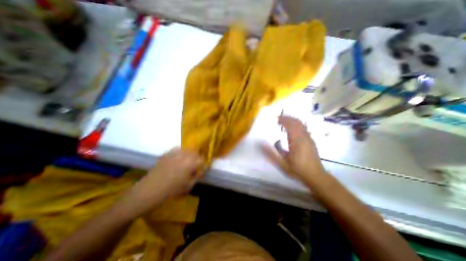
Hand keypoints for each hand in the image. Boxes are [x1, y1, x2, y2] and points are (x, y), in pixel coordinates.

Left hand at [122, 148, 203, 217]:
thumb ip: (195, 178)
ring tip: (189, 161)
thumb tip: (198, 172)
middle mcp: (184, 155)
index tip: (202, 170)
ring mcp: (174, 153)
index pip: (202, 160)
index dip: (204, 165)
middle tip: (197, 165)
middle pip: (196, 152)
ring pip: (187, 149)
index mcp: (190, 164)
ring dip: (191, 154)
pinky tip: (179, 158)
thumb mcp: (187, 187)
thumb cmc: (169, 191)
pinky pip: (177, 149)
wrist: (147, 191)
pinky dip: (181, 152)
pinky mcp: (167, 154)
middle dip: (198, 158)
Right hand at [264, 115, 324, 185]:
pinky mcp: (311, 141)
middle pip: (297, 122)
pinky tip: (292, 129)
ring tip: (284, 122)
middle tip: (279, 118)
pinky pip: (304, 128)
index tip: (276, 119)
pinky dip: (297, 125)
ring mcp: (309, 138)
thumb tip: (260, 144)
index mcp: (297, 141)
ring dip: (293, 120)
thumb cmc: (297, 170)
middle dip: (288, 118)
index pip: (291, 125)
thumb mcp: (282, 164)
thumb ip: (270, 153)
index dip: (284, 120)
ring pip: (301, 124)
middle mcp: (304, 137)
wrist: (316, 177)